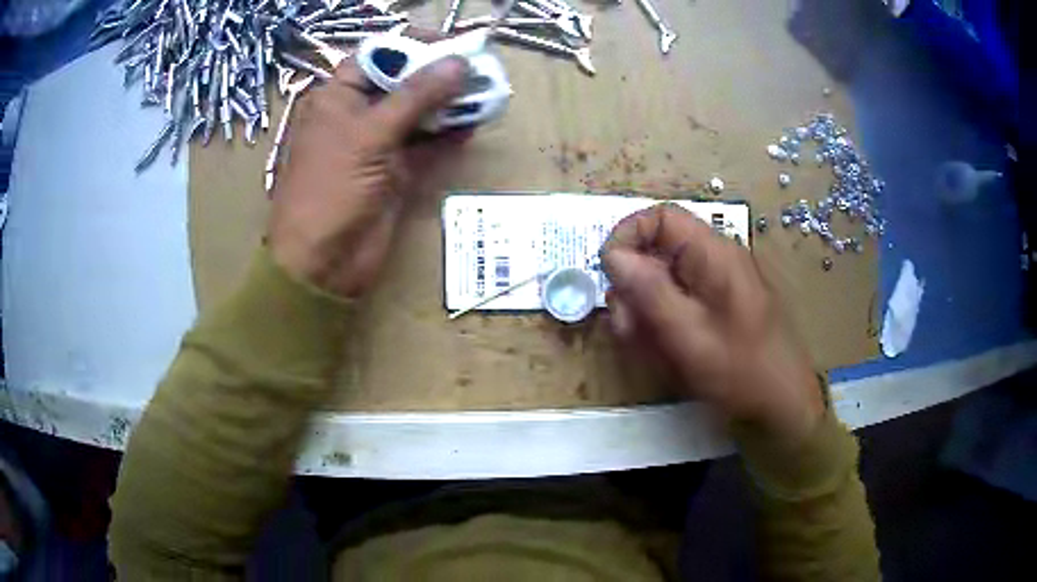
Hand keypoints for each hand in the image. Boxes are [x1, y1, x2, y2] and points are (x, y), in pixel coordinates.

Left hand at [267, 52, 468, 297]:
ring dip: (450, 104)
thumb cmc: (330, 189)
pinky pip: (427, 146)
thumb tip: (459, 63)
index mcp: (337, 97)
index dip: (413, 44)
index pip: (378, 55)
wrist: (322, 264)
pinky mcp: (396, 173)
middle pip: (403, 82)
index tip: (452, 43)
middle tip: (479, 67)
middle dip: (439, 74)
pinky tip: (473, 124)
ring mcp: (378, 145)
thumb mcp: (369, 134)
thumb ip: (415, 96)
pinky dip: (449, 136)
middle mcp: (357, 115)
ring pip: (419, 114)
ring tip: (485, 91)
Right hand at [600, 204, 823, 442]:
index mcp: (714, 254)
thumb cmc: (741, 371)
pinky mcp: (716, 306)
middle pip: (658, 251)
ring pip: (663, 280)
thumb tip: (612, 255)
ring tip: (647, 347)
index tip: (609, 274)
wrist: (782, 404)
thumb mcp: (689, 335)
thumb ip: (649, 292)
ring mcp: (717, 284)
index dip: (628, 236)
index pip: (661, 217)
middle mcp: (715, 260)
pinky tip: (664, 352)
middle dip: (634, 286)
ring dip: (645, 310)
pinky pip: (678, 302)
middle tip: (627, 327)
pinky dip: (662, 323)